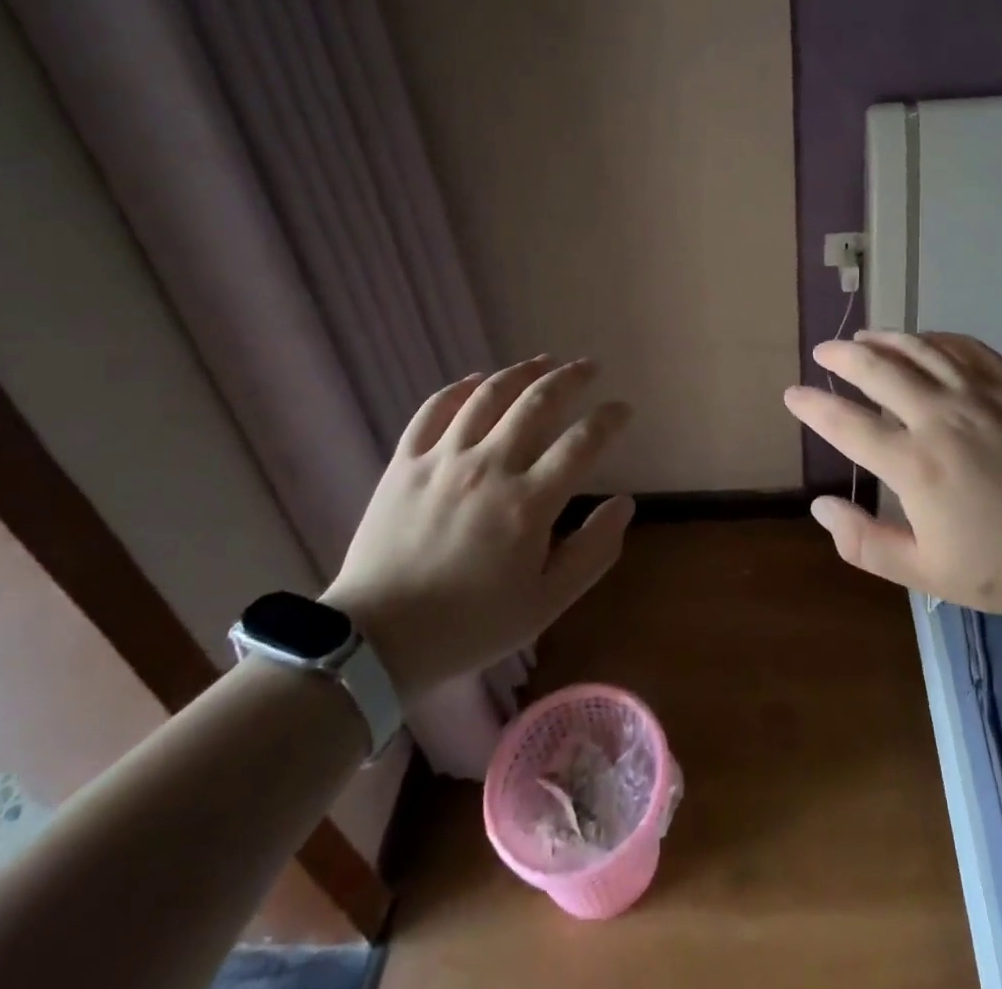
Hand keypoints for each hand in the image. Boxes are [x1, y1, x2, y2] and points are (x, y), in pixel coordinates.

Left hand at [321, 357, 635, 695]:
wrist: (376, 641)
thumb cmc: (470, 625)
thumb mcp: (545, 604)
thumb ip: (593, 552)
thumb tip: (625, 504)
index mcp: (528, 503)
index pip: (582, 442)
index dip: (609, 419)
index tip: (623, 409)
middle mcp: (489, 467)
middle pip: (538, 403)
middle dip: (570, 377)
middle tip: (589, 366)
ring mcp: (443, 459)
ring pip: (488, 395)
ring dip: (522, 371)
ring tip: (543, 361)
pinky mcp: (405, 462)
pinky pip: (434, 409)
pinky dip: (459, 388)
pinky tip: (476, 380)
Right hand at [783, 331, 1001, 620]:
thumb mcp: (928, 573)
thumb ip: (866, 542)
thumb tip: (820, 506)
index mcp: (914, 464)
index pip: (847, 424)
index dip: (814, 407)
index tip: (792, 395)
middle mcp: (940, 417)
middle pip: (878, 370)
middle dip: (843, 357)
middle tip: (824, 351)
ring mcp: (980, 395)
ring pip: (920, 350)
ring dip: (885, 339)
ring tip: (864, 337)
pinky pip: (967, 348)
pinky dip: (937, 339)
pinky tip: (926, 341)